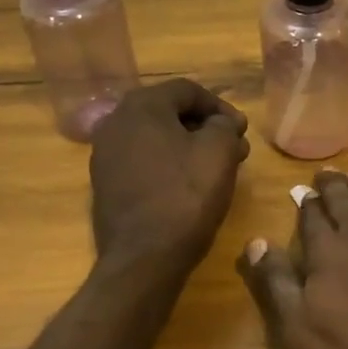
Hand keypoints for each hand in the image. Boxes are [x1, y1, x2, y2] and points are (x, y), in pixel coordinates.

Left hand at [90, 80, 248, 275]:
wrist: (143, 258)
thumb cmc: (185, 197)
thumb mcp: (219, 152)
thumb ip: (224, 126)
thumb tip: (223, 123)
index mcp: (141, 106)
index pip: (188, 90)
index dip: (221, 107)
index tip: (242, 131)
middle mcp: (115, 122)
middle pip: (169, 112)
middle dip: (205, 127)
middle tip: (234, 148)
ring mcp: (105, 155)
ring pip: (156, 138)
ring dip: (188, 146)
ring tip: (216, 168)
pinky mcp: (106, 184)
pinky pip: (143, 162)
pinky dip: (169, 165)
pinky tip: (189, 185)